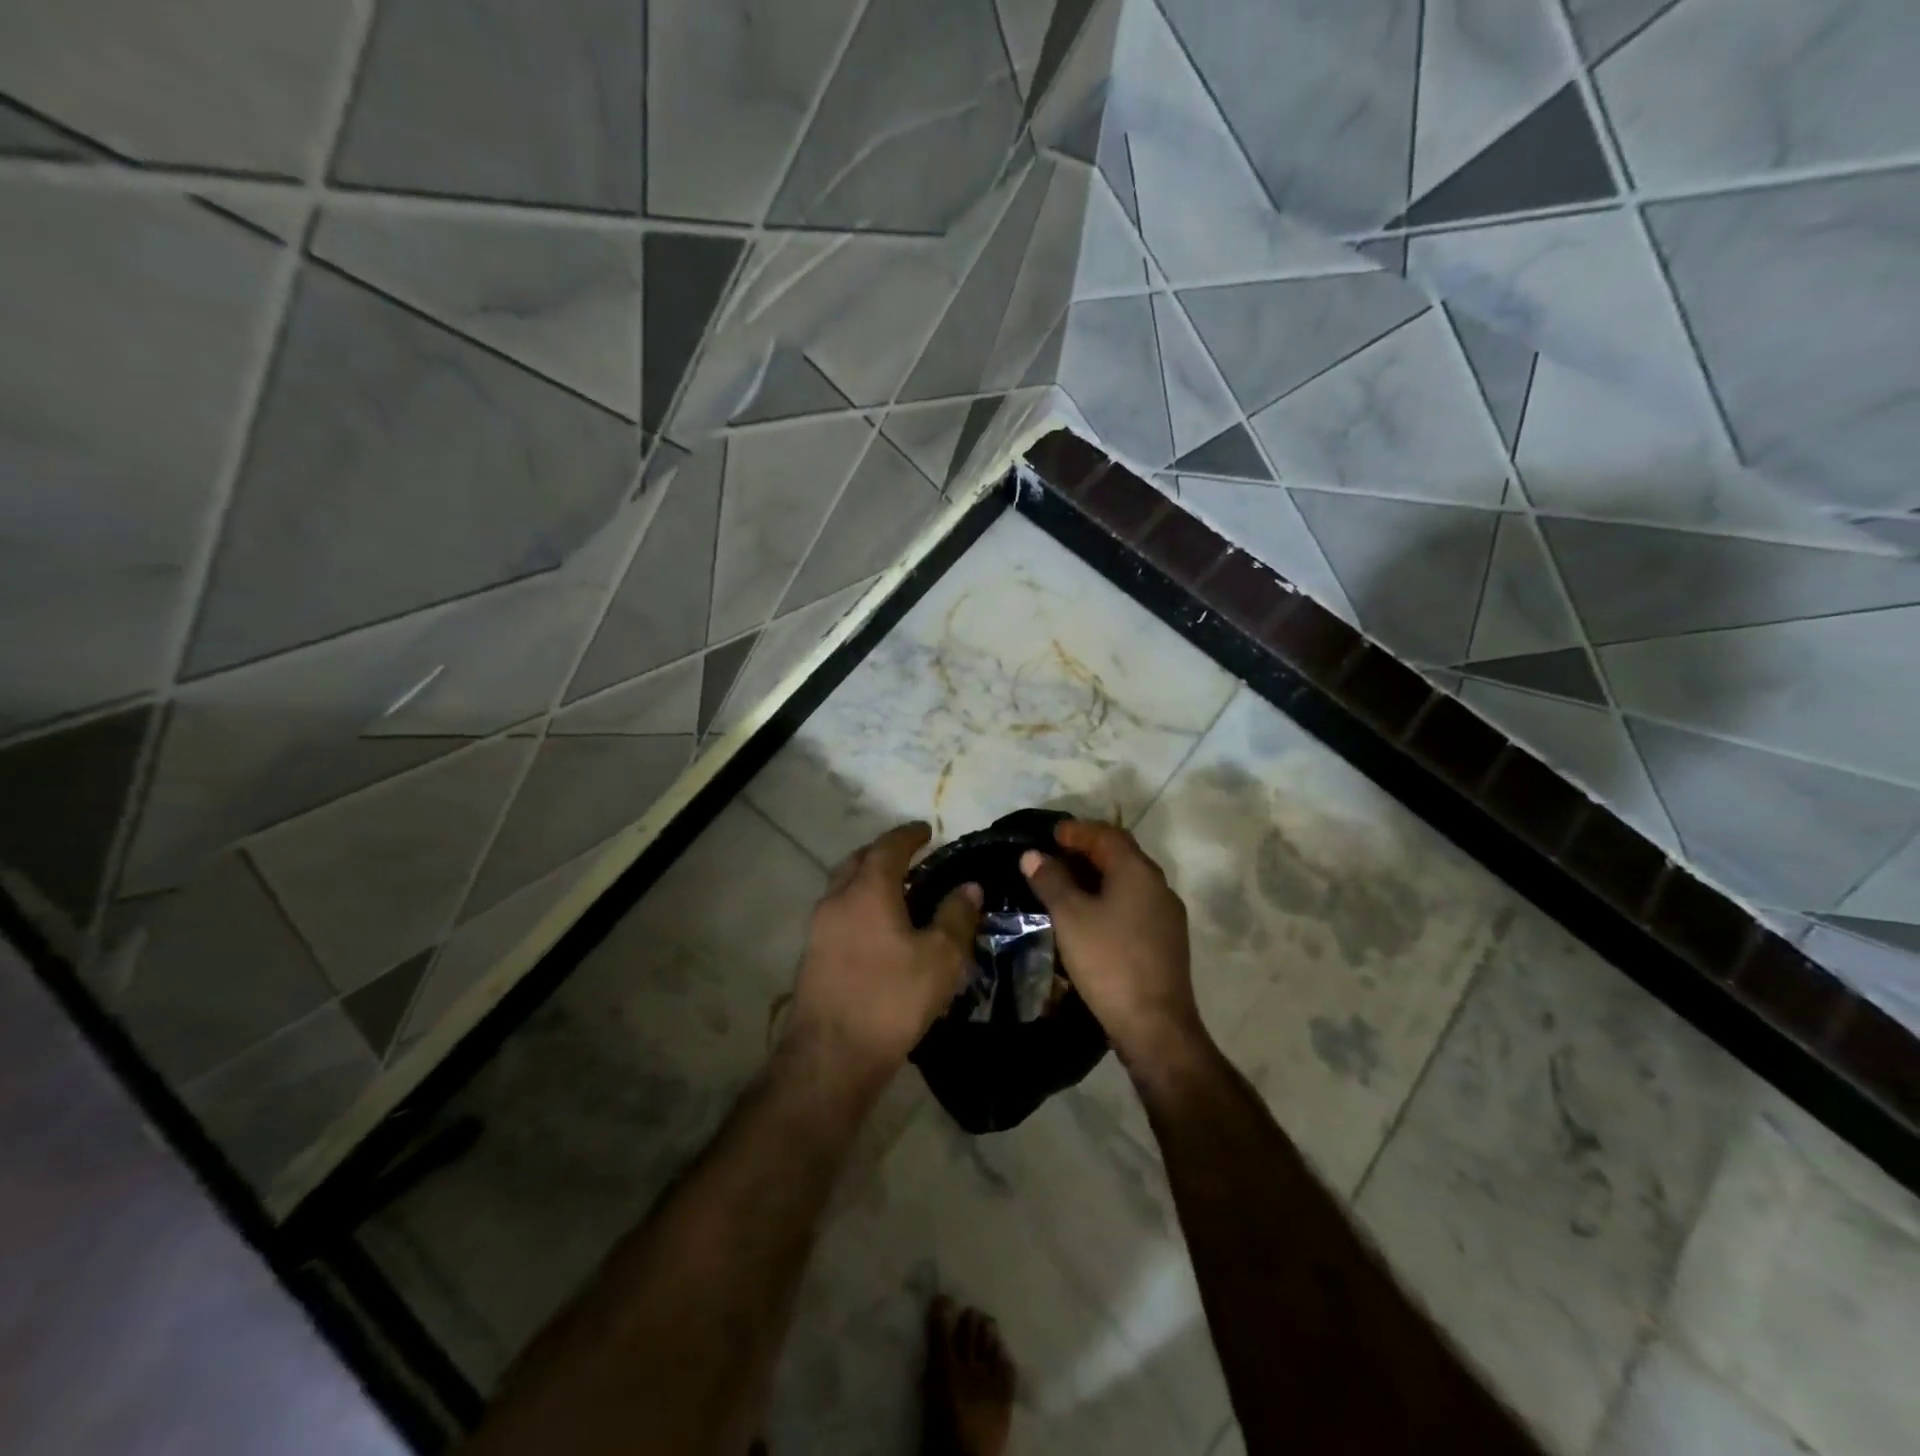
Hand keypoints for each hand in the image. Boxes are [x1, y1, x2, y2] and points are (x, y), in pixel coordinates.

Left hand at [788, 822, 980, 1090]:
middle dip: (883, 852)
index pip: (888, 847)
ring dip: (868, 880)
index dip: (908, 834)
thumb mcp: (941, 958)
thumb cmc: (892, 998)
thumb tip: (969, 887)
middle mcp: (837, 900)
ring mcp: (819, 928)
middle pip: (858, 861)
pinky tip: (879, 929)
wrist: (832, 1055)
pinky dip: (859, 905)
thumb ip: (957, 916)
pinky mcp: (813, 955)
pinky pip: (839, 913)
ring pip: (844, 888)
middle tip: (910, 857)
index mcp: (868, 890)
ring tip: (898, 892)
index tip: (926, 829)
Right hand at [1020, 820, 1203, 1068]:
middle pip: (1121, 854)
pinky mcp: (1166, 940)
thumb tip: (1033, 855)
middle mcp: (1158, 885)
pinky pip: (1134, 904)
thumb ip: (1051, 880)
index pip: (1107, 834)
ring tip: (1066, 885)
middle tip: (1054, 856)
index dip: (1077, 830)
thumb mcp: (1070, 917)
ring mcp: (1166, 914)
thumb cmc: (1109, 962)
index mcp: (1138, 871)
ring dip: (1098, 876)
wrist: (1155, 1025)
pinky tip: (1090, 916)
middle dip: (1087, 850)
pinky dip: (1109, 898)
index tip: (1050, 835)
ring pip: (1128, 881)